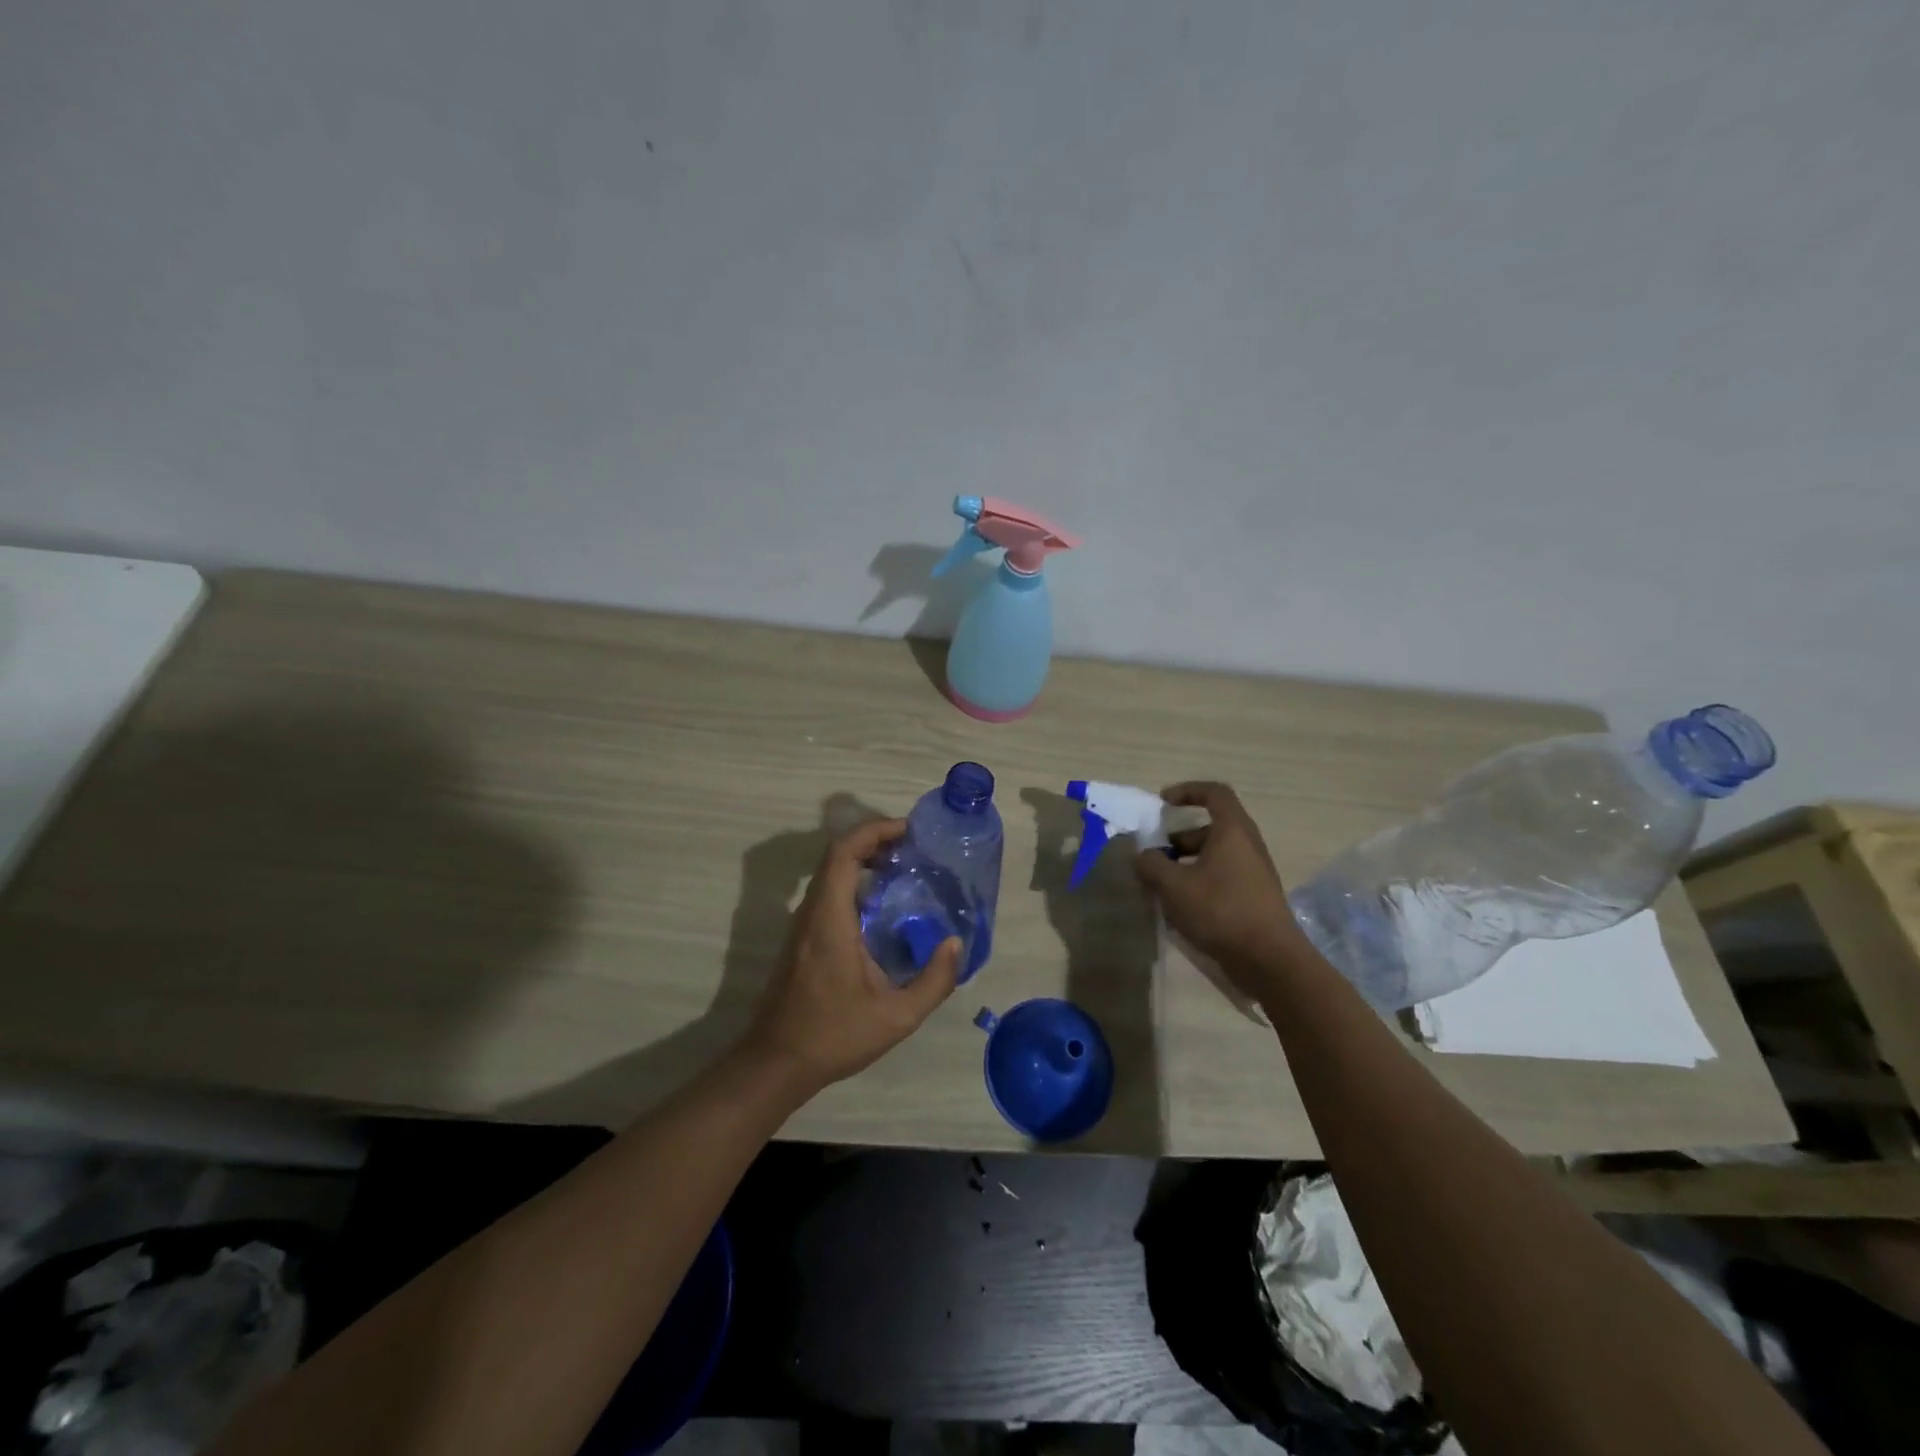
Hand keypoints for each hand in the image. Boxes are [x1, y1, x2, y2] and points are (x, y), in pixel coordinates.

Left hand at [744, 818, 959, 1092]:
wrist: (776, 1063)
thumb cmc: (834, 1035)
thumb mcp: (897, 1017)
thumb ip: (933, 981)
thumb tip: (955, 944)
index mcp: (830, 919)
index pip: (843, 853)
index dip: (873, 831)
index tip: (907, 831)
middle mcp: (812, 913)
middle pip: (836, 855)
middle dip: (873, 840)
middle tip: (912, 847)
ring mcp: (803, 925)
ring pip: (829, 873)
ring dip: (863, 859)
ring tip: (902, 868)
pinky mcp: (802, 938)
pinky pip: (827, 892)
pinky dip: (854, 881)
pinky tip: (881, 904)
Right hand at [1134, 782, 1307, 979]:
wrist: (1269, 960)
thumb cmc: (1220, 910)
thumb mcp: (1173, 885)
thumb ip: (1151, 864)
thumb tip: (1143, 856)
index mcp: (1233, 831)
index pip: (1214, 793)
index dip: (1187, 791)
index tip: (1162, 803)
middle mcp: (1247, 846)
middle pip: (1211, 827)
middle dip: (1179, 837)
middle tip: (1156, 854)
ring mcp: (1254, 873)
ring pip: (1215, 855)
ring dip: (1186, 862)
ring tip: (1162, 885)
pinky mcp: (1254, 898)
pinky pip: (1222, 877)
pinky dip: (1199, 881)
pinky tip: (1181, 907)